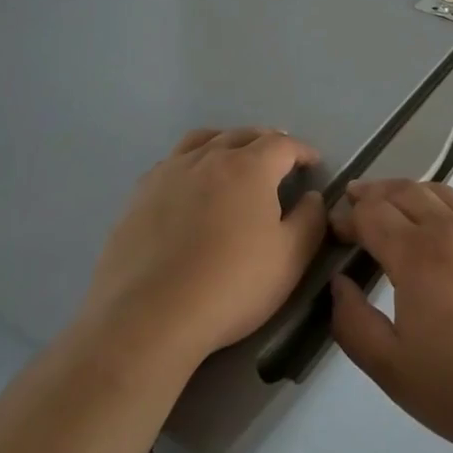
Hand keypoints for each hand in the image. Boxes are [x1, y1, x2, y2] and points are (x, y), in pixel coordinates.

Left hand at [86, 128, 327, 365]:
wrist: (149, 317)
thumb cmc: (231, 286)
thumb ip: (310, 221)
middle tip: (278, 159)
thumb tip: (312, 197)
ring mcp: (170, 172)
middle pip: (243, 135)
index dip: (302, 151)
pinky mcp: (140, 193)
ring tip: (234, 158)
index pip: (283, 145)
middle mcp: (209, 157)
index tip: (312, 163)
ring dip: (226, 142)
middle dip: (266, 142)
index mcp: (249, 167)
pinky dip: (192, 162)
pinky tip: (191, 184)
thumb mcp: (290, 259)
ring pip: (204, 140)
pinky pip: (173, 161)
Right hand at [328, 179, 452, 452]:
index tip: (335, 229)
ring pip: (439, 193)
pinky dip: (441, 206)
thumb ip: (353, 323)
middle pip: (404, 191)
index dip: (348, 216)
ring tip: (393, 202)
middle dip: (373, 193)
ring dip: (408, 191)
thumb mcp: (392, 369)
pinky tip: (441, 229)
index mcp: (416, 254)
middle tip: (354, 201)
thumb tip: (338, 283)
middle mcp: (449, 230)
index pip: (372, 213)